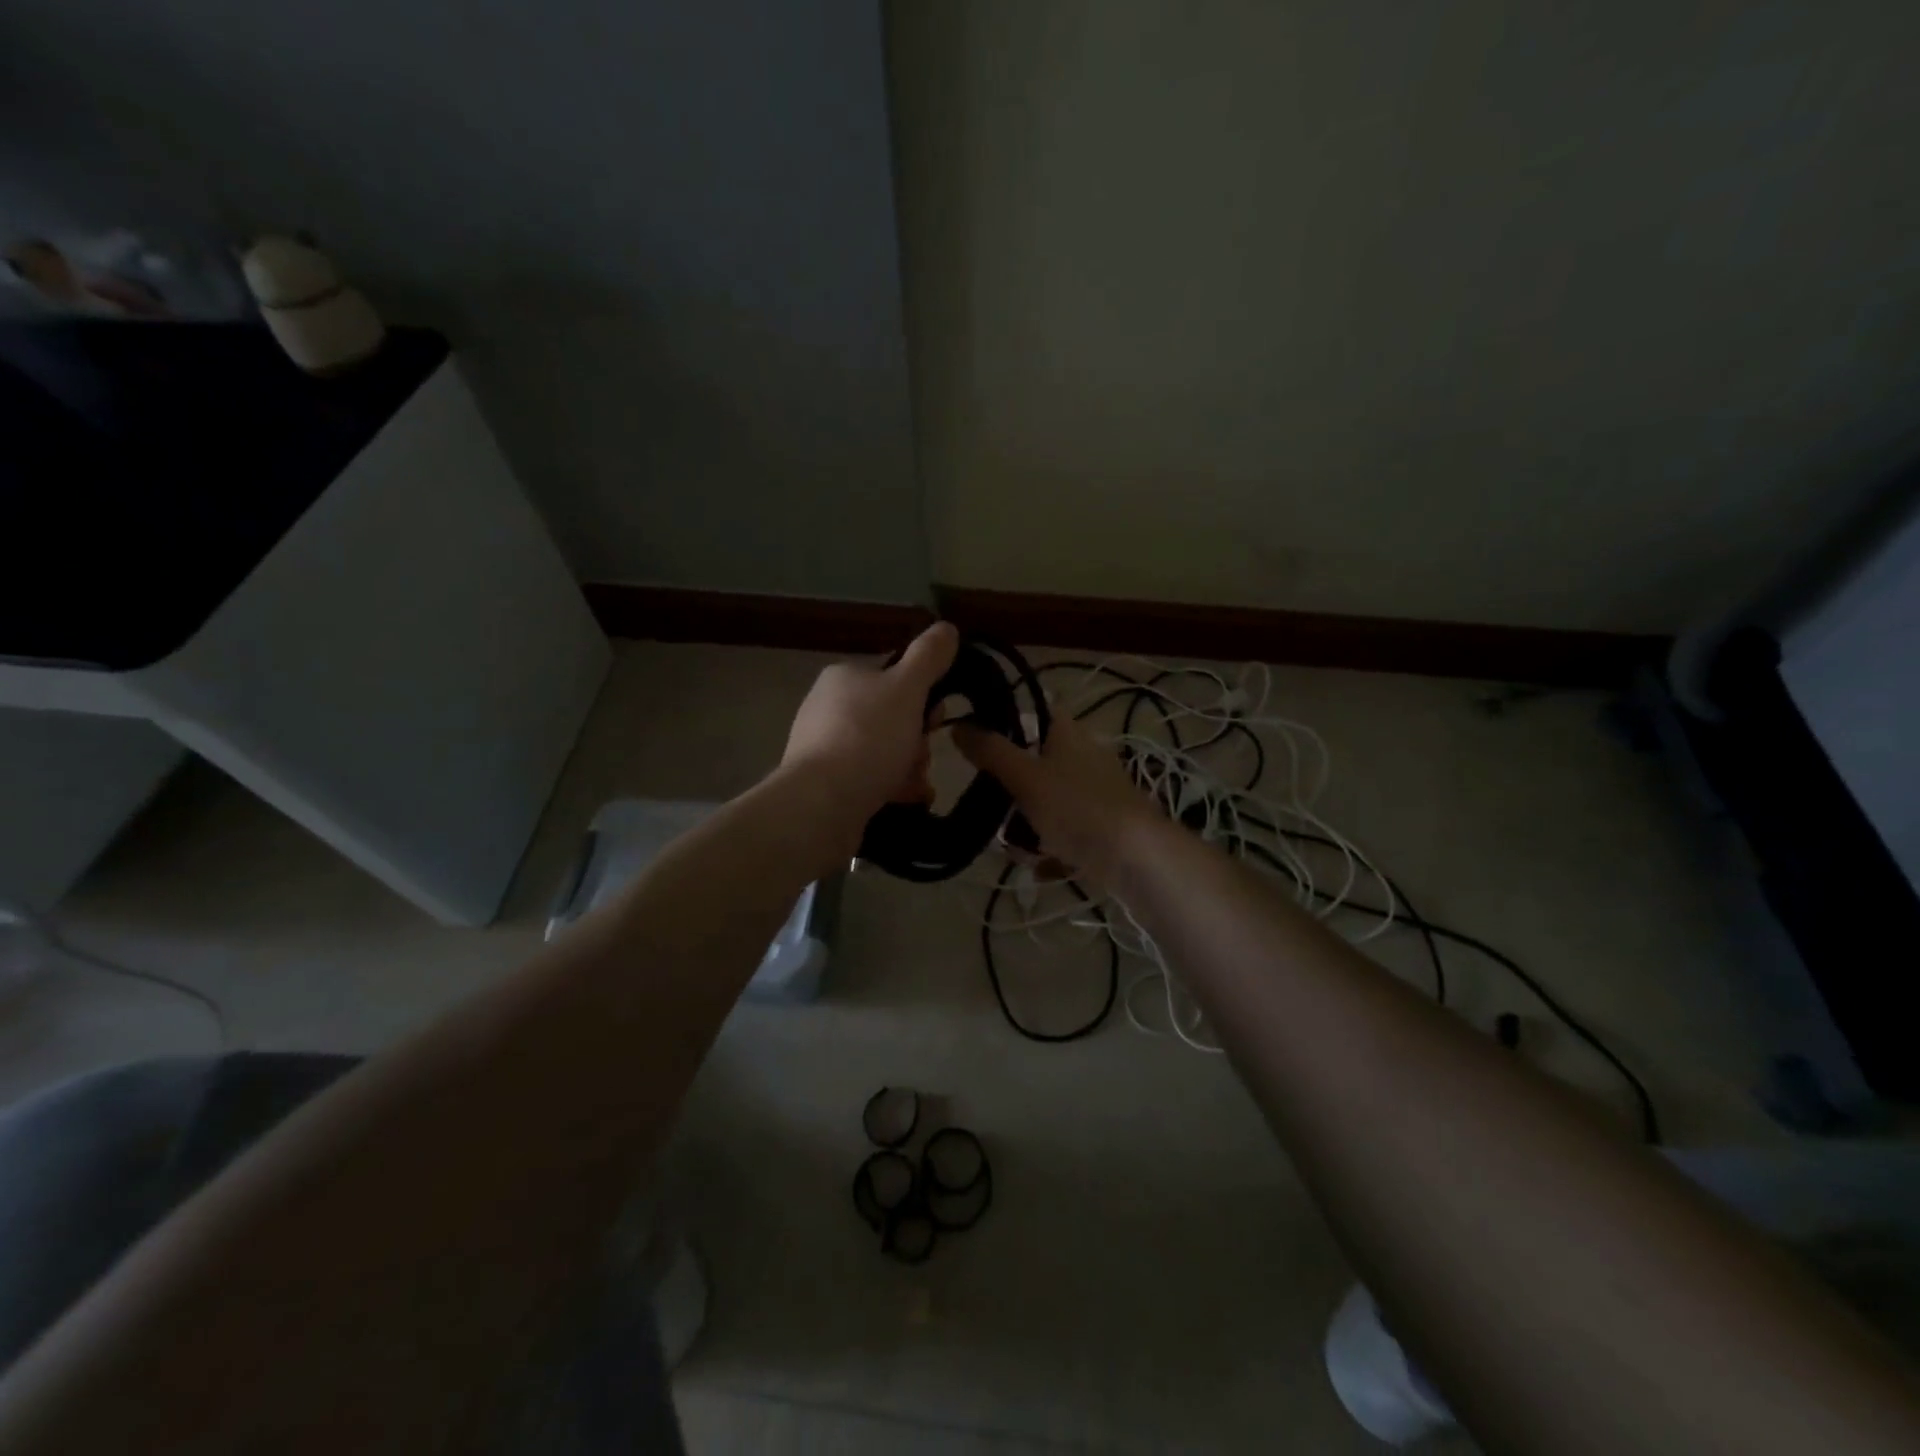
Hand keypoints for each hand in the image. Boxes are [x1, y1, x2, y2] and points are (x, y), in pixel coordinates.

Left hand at [781, 621, 960, 825]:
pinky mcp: (826, 784)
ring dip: (909, 766)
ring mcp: (824, 747)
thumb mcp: (907, 689)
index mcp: (845, 677)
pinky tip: (906, 799)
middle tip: (922, 756)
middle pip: (893, 717)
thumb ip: (929, 657)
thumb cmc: (868, 737)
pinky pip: (870, 778)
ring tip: (916, 785)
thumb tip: (946, 628)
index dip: (923, 695)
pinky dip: (891, 787)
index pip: (895, 676)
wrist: (821, 804)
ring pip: (884, 750)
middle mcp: (829, 707)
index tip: (935, 718)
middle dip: (917, 739)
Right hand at [952, 712, 1162, 891]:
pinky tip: (1038, 866)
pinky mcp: (1102, 827)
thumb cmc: (1077, 808)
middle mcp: (1084, 757)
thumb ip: (990, 751)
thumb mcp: (1025, 777)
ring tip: (1013, 848)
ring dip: (1026, 824)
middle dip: (1009, 789)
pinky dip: (1049, 848)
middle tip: (989, 807)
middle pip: (1035, 762)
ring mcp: (1095, 794)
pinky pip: (1064, 832)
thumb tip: (958, 725)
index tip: (977, 740)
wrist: (1137, 858)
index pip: (1035, 711)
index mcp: (1068, 734)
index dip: (1005, 719)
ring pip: (1047, 801)